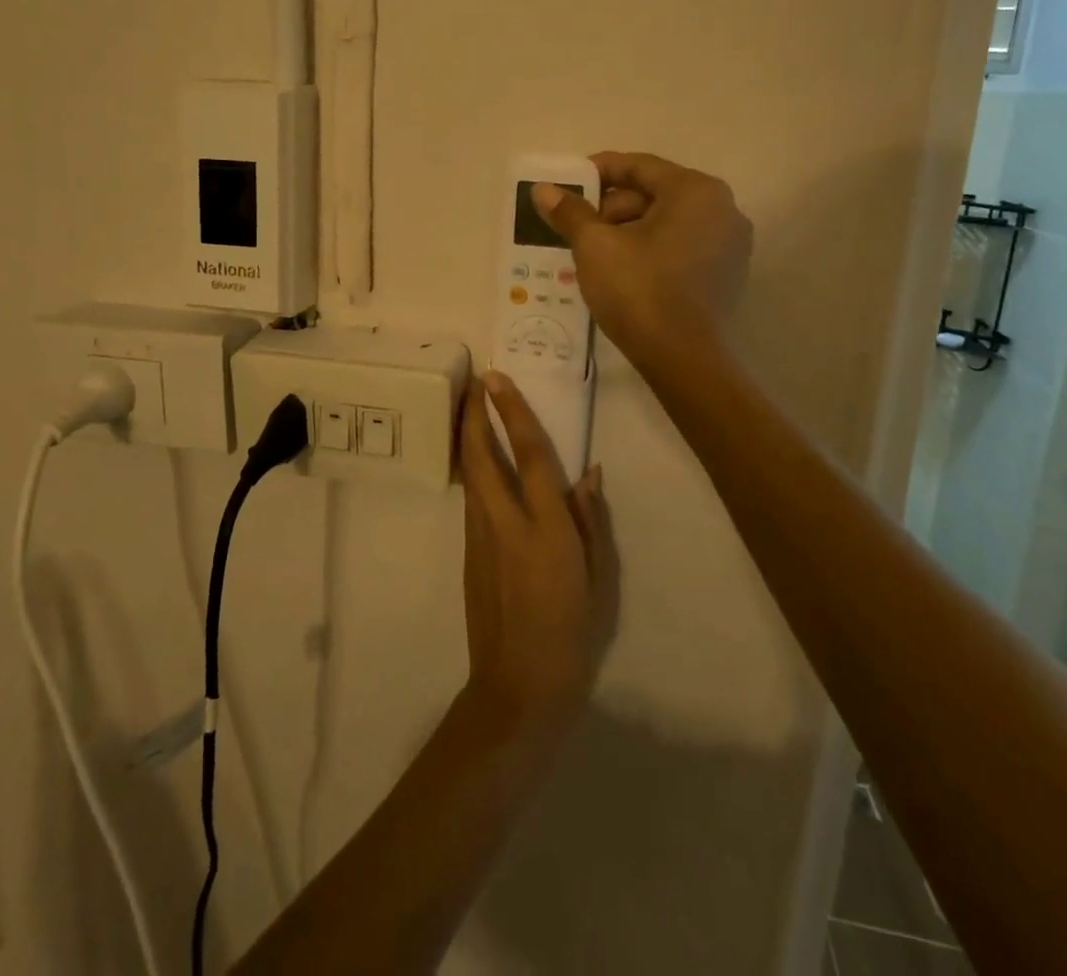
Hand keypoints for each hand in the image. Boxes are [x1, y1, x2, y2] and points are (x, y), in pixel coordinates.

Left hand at [459, 371, 618, 738]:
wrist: (518, 687)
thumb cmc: (571, 634)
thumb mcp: (598, 578)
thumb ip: (590, 521)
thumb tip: (588, 473)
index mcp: (546, 530)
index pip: (530, 456)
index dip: (513, 413)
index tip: (497, 380)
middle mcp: (507, 524)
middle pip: (482, 457)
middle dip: (473, 415)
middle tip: (473, 382)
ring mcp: (481, 538)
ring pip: (470, 475)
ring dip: (468, 437)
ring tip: (470, 408)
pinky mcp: (468, 552)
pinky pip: (471, 498)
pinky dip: (472, 469)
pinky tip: (477, 460)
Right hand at [531, 151, 751, 367]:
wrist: (680, 357)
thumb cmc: (638, 288)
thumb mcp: (594, 245)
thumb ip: (570, 212)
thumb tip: (543, 190)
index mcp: (695, 191)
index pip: (639, 166)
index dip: (598, 171)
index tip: (567, 184)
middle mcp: (723, 208)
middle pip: (655, 193)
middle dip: (611, 206)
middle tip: (576, 225)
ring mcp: (730, 244)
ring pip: (667, 222)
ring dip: (628, 229)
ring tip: (592, 250)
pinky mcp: (726, 274)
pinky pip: (681, 246)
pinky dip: (651, 249)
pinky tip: (621, 269)